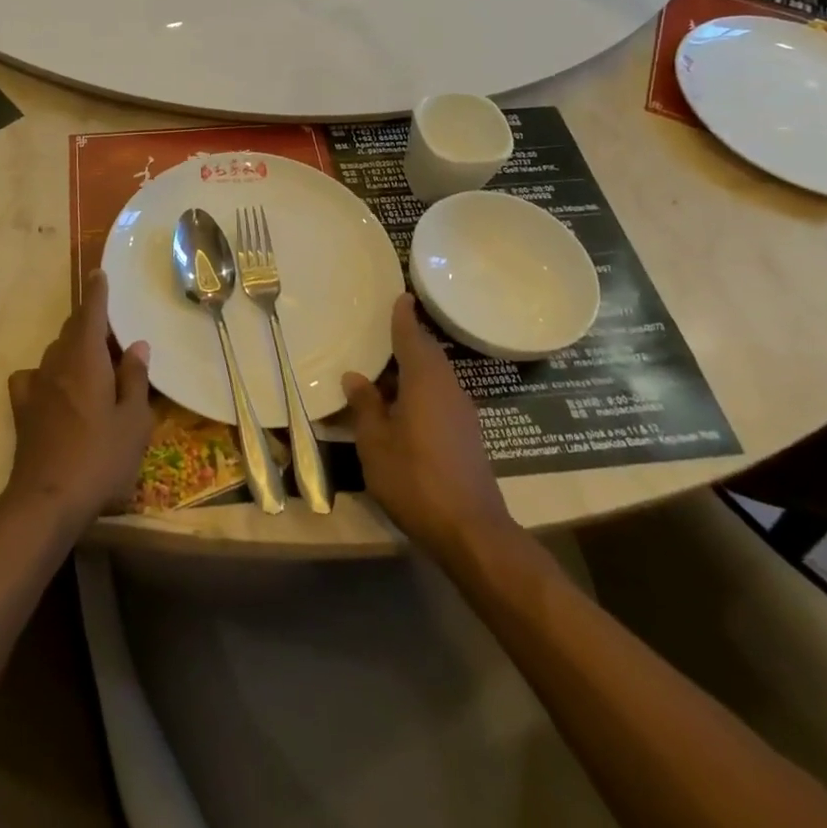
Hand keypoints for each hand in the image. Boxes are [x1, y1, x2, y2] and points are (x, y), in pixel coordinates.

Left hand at [4, 272, 154, 535]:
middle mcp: (58, 363)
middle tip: (112, 332)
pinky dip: (47, 374)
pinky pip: (34, 378)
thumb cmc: (101, 458)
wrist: (47, 500)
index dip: (97, 292)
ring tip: (92, 362)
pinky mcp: (23, 410)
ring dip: (73, 348)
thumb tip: (136, 345)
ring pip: (55, 352)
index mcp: (87, 358)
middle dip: (89, 322)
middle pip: (72, 330)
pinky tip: (54, 388)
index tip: (99, 273)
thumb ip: (135, 379)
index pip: (91, 313)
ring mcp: (36, 386)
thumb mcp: (134, 421)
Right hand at [343, 295, 515, 558]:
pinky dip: (420, 389)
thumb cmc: (415, 479)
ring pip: (434, 376)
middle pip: (426, 354)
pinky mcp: (467, 434)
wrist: (471, 531)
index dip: (403, 316)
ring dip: (412, 368)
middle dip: (407, 340)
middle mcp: (447, 387)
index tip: (401, 295)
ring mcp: (461, 412)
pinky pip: (440, 396)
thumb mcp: (376, 443)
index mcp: (425, 380)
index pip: (412, 337)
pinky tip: (401, 404)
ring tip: (383, 368)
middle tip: (381, 330)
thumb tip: (355, 377)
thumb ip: (366, 406)